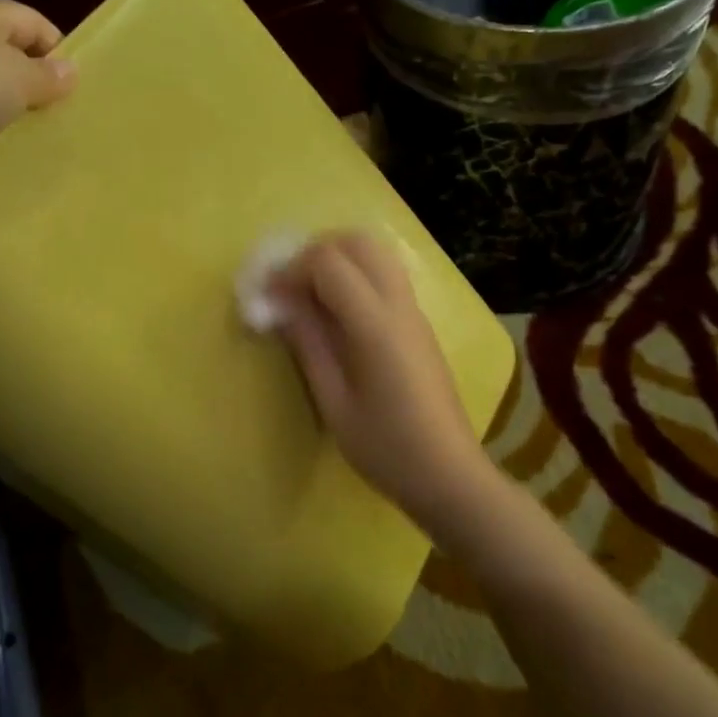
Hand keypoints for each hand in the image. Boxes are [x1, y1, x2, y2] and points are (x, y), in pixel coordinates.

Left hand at [0, 0, 76, 190]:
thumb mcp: (17, 77)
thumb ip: (47, 77)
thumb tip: (69, 71)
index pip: (28, 20)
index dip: (56, 47)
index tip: (77, 86)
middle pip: (1, 57)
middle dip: (29, 86)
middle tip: (59, 119)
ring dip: (0, 117)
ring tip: (32, 144)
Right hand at [269, 232, 494, 530]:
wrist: (449, 474)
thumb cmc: (386, 448)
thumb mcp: (334, 402)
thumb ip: (308, 344)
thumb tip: (281, 303)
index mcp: (376, 326)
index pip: (329, 262)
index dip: (291, 269)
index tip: (269, 297)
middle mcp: (400, 306)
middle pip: (358, 242)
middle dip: (316, 253)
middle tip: (289, 286)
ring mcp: (415, 312)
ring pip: (377, 254)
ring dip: (338, 260)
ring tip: (309, 297)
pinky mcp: (419, 324)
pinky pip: (386, 276)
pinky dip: (356, 275)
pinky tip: (337, 315)